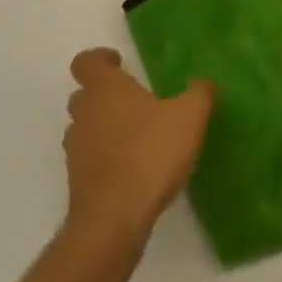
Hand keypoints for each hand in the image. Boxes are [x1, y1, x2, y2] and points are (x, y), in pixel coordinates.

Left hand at [63, 49, 214, 244]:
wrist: (113, 221)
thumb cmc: (150, 154)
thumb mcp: (189, 116)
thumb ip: (199, 93)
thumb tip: (204, 82)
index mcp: (105, 89)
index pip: (86, 62)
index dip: (99, 59)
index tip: (119, 63)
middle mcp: (85, 114)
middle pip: (84, 95)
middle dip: (105, 95)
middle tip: (134, 100)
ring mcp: (76, 151)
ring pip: (84, 128)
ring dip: (103, 127)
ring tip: (136, 136)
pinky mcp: (78, 183)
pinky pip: (89, 159)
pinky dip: (105, 158)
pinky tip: (133, 168)